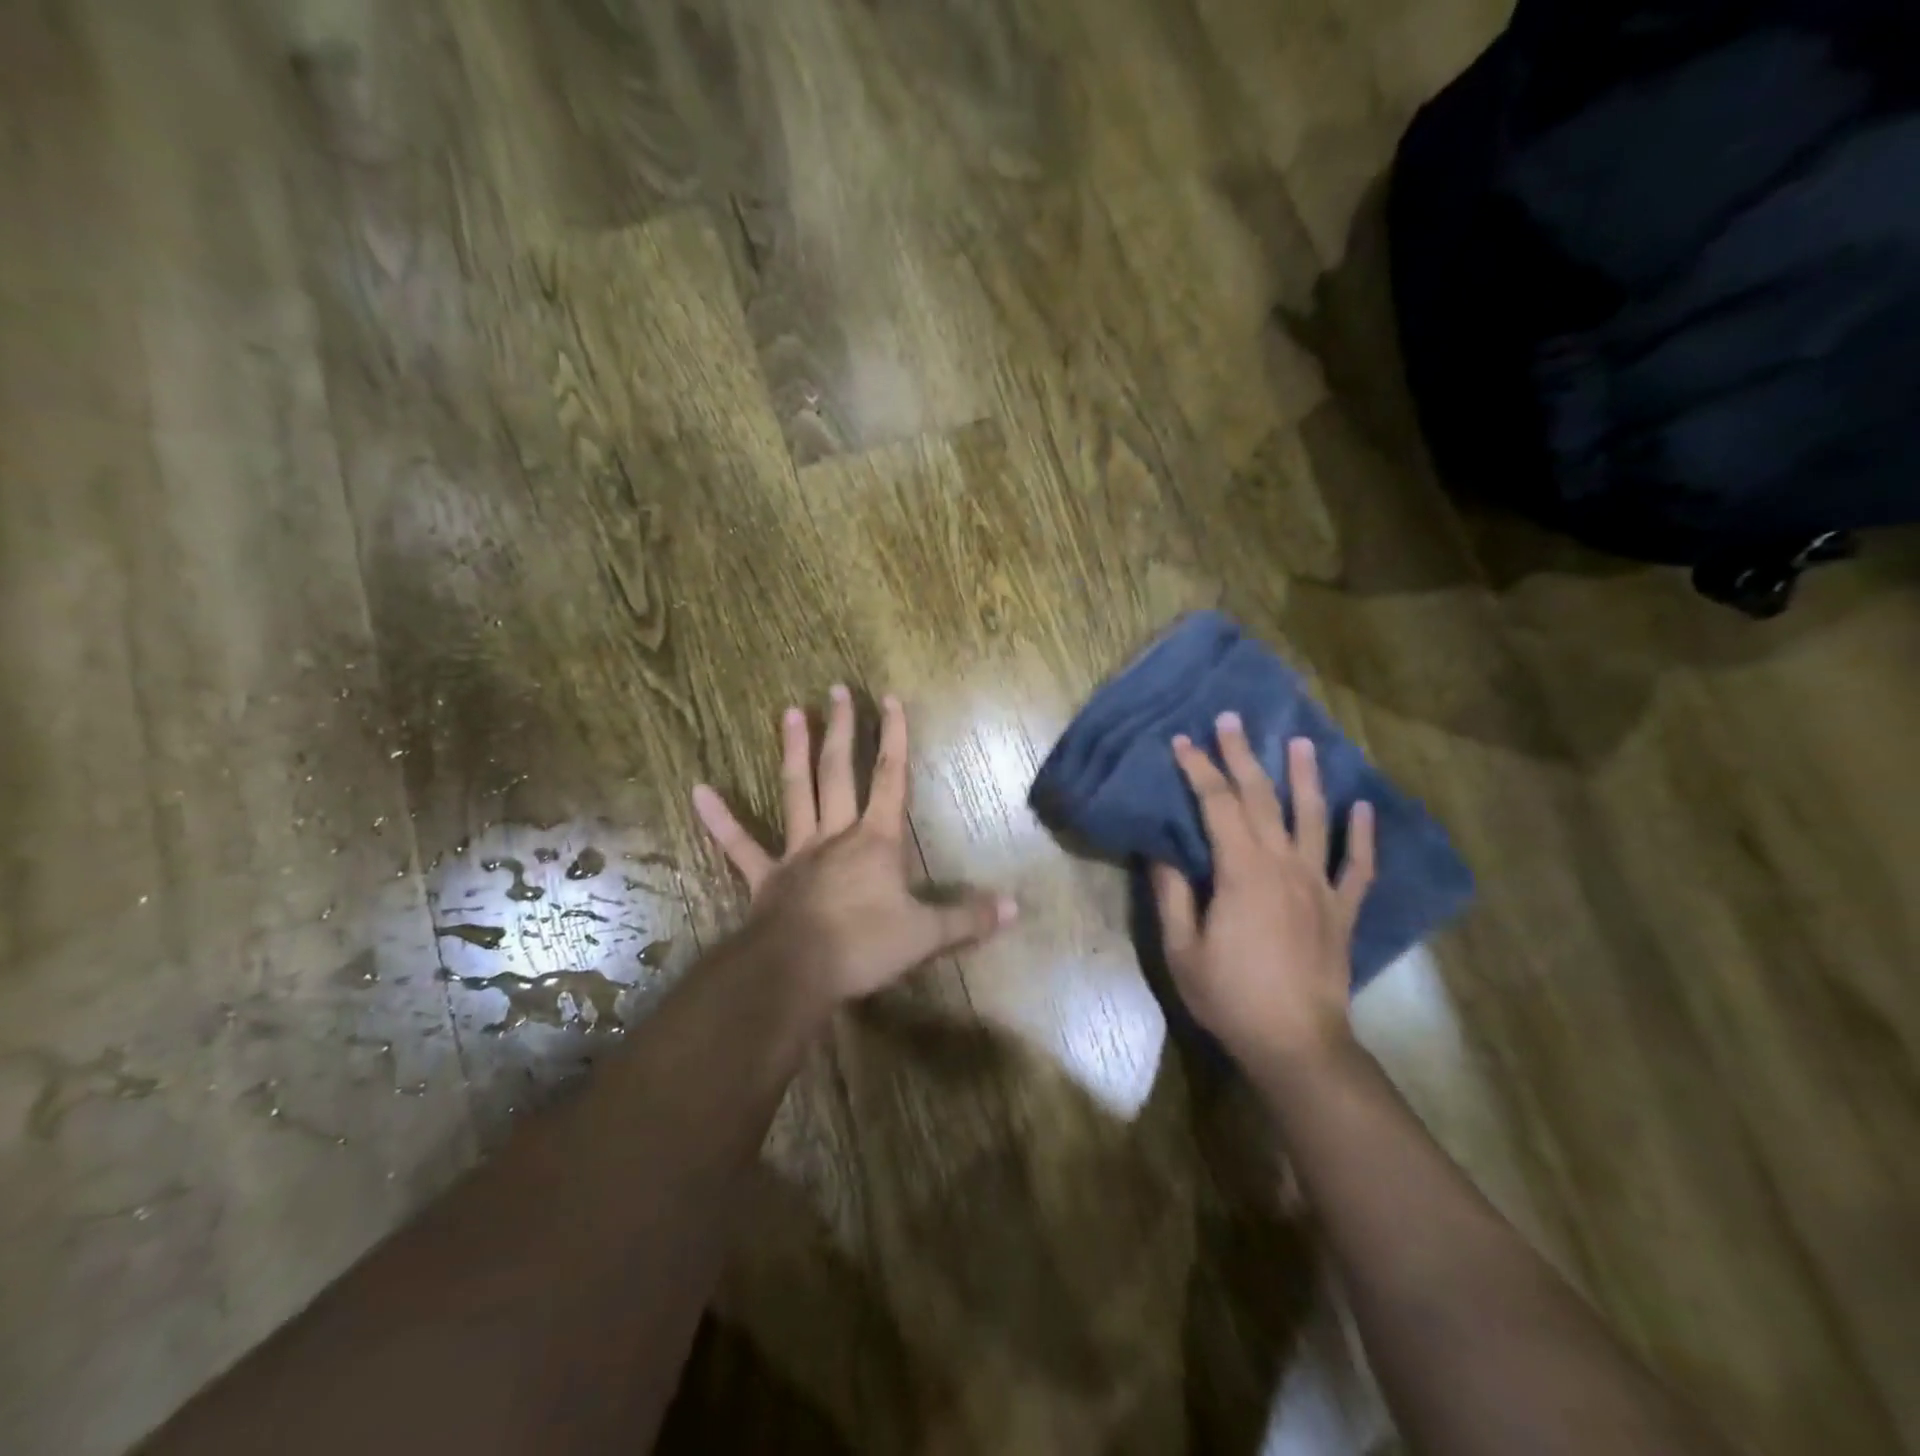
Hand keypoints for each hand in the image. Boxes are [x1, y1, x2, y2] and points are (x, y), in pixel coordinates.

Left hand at [692, 686, 1016, 1006]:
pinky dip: (719, 819)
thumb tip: (1015, 908)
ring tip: (788, 712)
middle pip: (840, 771)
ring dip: (793, 751)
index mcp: (876, 841)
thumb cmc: (864, 946)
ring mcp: (796, 852)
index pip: (891, 779)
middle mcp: (836, 834)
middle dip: (842, 730)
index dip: (894, 738)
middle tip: (835, 690)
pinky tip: (697, 790)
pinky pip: (739, 845)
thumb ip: (968, 919)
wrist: (797, 972)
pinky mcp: (765, 877)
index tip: (890, 699)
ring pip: (796, 792)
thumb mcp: (925, 935)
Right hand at [1151, 713, 1375, 1071]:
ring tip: (1301, 742)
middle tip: (1231, 719)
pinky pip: (1359, 866)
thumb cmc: (1230, 996)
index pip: (1216, 805)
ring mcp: (1319, 885)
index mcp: (1241, 871)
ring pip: (1314, 818)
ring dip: (1306, 778)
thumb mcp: (1182, 949)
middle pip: (1261, 798)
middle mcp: (1284, 866)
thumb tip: (1162, 852)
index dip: (1198, 769)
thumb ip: (1173, 895)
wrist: (1296, 1043)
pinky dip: (1363, 835)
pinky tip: (1363, 808)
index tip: (1183, 741)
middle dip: (1242, 756)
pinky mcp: (1342, 910)